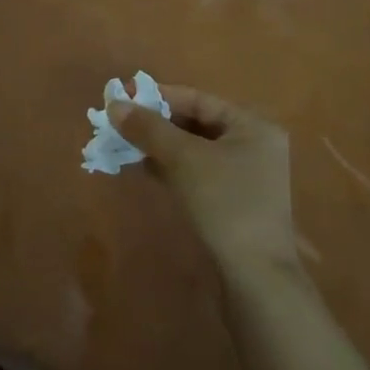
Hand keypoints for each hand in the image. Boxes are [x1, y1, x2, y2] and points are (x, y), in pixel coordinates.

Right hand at [108, 85, 300, 273]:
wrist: (254, 274)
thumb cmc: (224, 203)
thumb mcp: (183, 159)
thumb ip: (149, 128)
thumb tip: (115, 105)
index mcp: (252, 126)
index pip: (198, 99)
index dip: (158, 96)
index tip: (122, 97)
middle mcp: (252, 144)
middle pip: (195, 123)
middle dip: (155, 122)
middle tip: (118, 122)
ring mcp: (244, 174)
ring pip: (193, 149)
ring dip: (159, 145)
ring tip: (123, 143)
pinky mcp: (231, 199)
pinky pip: (195, 171)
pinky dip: (170, 166)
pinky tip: (143, 167)